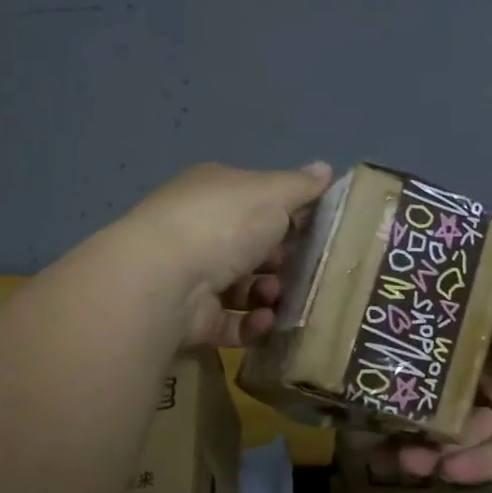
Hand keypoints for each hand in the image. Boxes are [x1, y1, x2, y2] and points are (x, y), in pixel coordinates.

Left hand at [120, 161, 332, 347]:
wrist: (165, 278)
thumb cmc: (224, 224)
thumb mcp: (272, 193)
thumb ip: (301, 185)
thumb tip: (326, 168)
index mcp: (214, 192)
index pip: (257, 201)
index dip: (288, 215)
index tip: (316, 233)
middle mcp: (199, 231)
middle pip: (252, 247)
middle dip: (283, 261)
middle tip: (305, 270)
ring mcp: (192, 276)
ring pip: (244, 288)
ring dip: (270, 293)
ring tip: (278, 297)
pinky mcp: (191, 318)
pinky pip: (231, 322)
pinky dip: (252, 323)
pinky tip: (265, 320)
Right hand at [383, 229, 491, 481]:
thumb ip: (491, 243)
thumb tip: (442, 217)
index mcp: (490, 335)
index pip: (436, 348)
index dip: (401, 357)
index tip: (362, 364)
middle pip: (436, 398)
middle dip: (402, 416)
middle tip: (365, 430)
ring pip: (455, 437)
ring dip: (425, 452)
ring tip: (399, 462)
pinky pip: (490, 463)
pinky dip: (467, 467)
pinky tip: (444, 470)